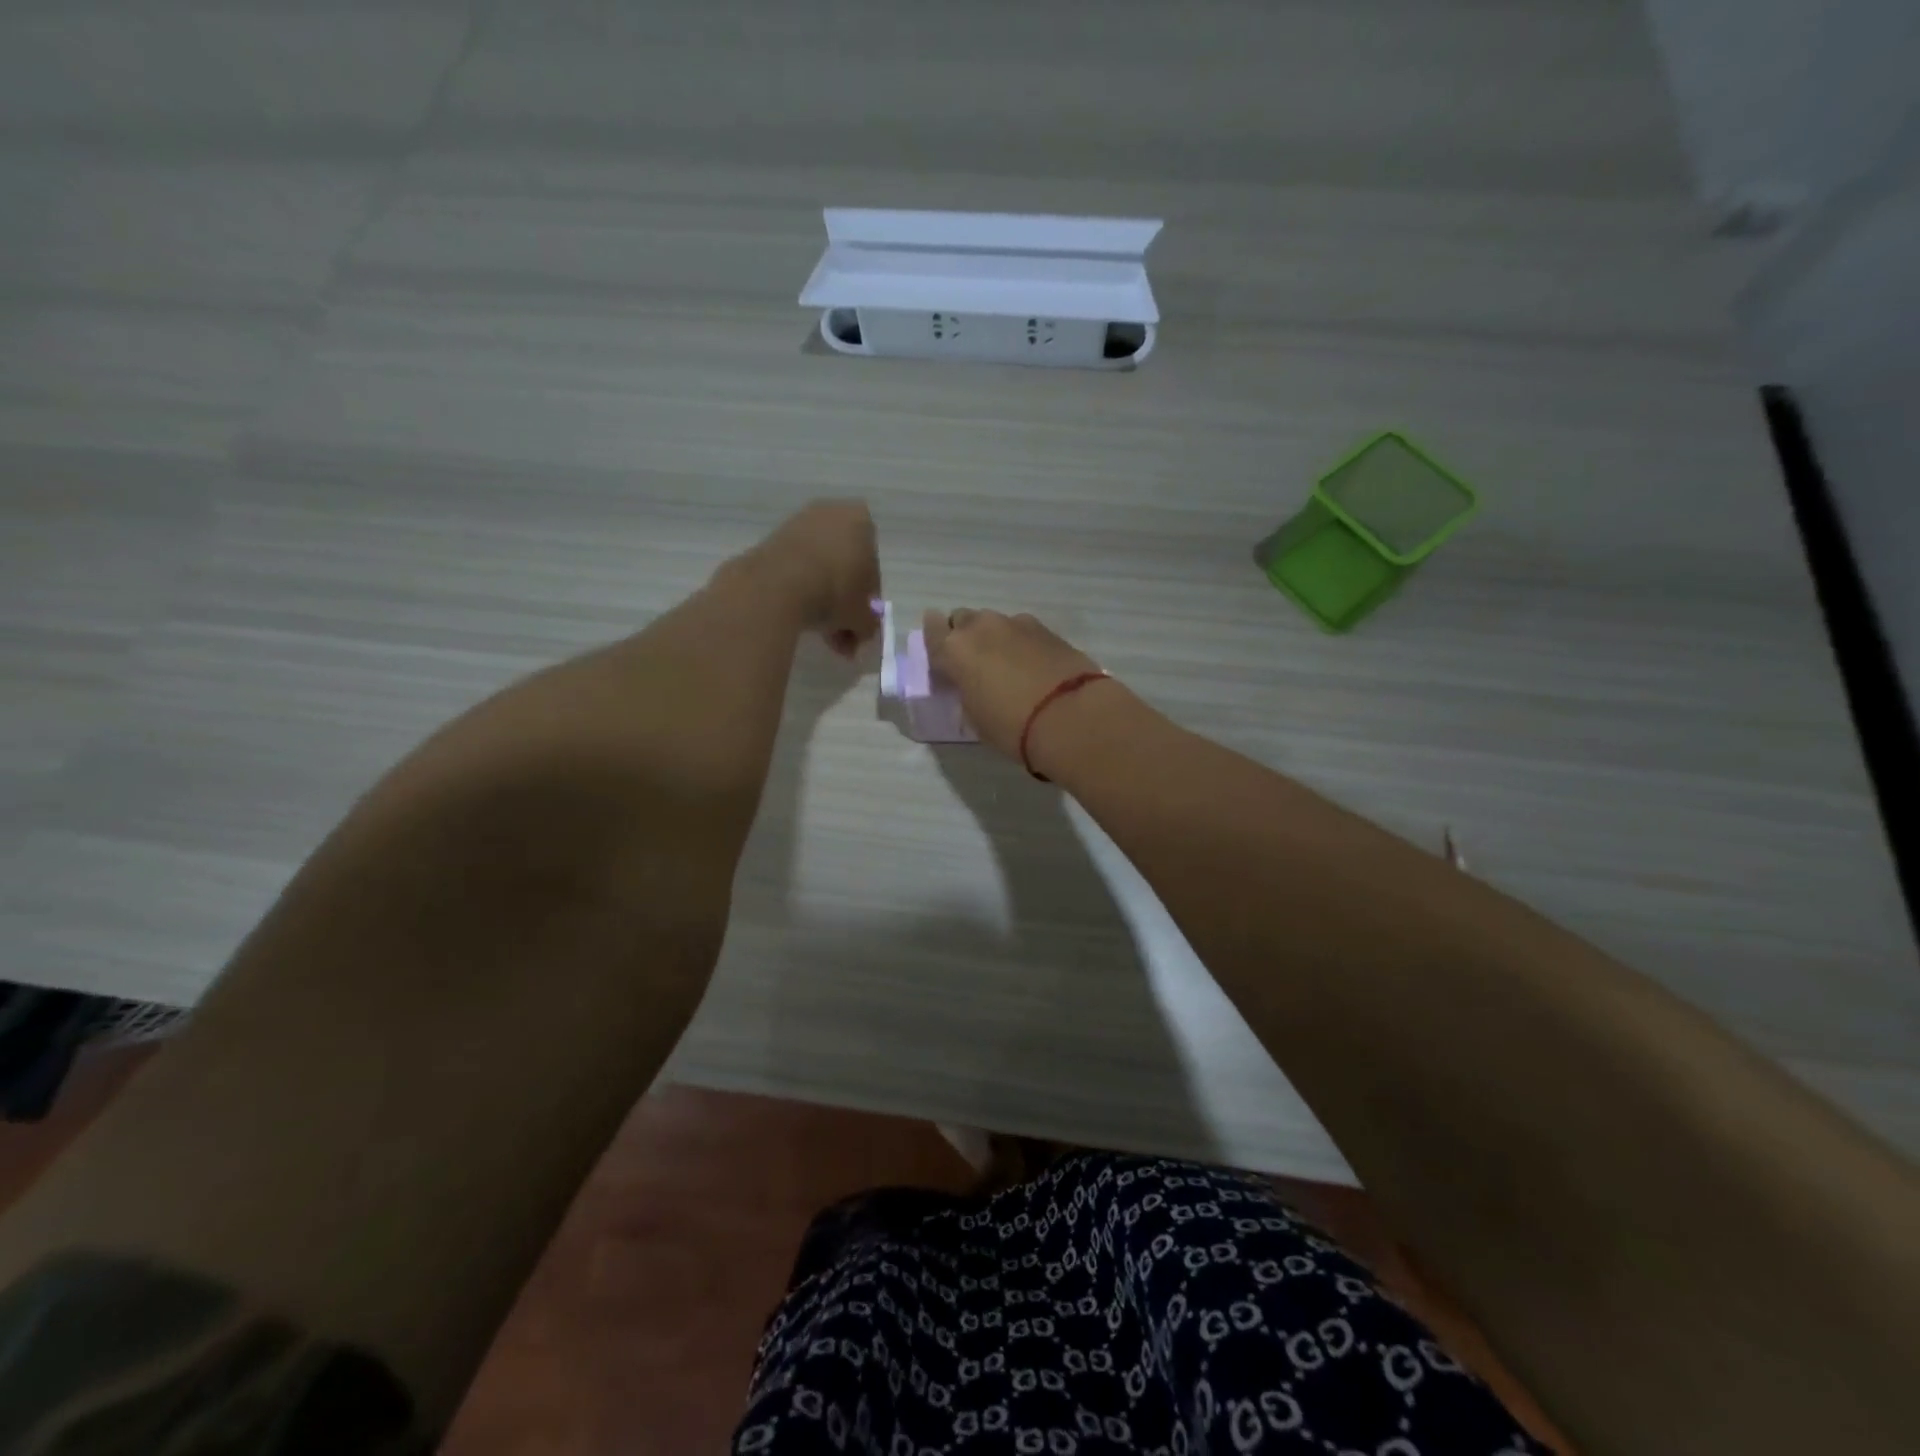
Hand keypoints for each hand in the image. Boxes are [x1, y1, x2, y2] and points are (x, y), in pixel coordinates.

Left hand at [744, 500, 881, 656]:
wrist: (778, 586)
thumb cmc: (835, 592)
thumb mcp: (864, 616)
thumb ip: (869, 623)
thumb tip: (863, 629)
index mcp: (860, 521)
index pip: (872, 565)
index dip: (868, 597)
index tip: (860, 619)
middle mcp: (830, 513)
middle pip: (844, 564)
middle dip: (843, 599)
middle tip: (841, 631)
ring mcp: (798, 524)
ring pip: (819, 568)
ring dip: (822, 598)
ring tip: (820, 632)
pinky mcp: (771, 540)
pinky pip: (796, 568)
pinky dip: (800, 590)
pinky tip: (800, 618)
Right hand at [923, 609, 1111, 772]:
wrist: (1070, 716)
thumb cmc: (1012, 726)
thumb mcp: (975, 718)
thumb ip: (966, 693)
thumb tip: (972, 685)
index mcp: (955, 649)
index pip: (932, 630)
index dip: (935, 640)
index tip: (941, 656)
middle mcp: (982, 627)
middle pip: (963, 619)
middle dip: (964, 635)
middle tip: (973, 662)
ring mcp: (1016, 623)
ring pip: (995, 622)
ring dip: (994, 637)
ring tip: (1006, 664)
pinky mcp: (1047, 629)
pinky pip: (1022, 630)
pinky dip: (1020, 642)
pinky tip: (1032, 664)